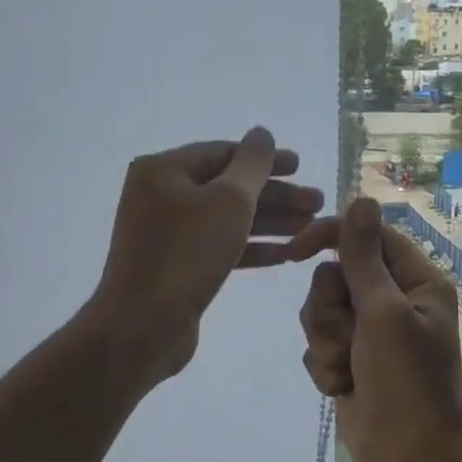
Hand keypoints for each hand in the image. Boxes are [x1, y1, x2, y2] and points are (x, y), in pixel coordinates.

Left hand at [91, 128, 323, 384]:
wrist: (143, 326)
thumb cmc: (186, 255)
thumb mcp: (228, 201)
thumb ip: (252, 165)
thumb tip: (262, 134)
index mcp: (164, 171)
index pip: (223, 153)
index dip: (267, 159)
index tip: (303, 167)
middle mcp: (161, 196)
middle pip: (227, 187)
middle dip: (275, 196)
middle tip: (317, 203)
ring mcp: (167, 234)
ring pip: (227, 219)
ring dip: (270, 223)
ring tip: (310, 228)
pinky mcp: (177, 267)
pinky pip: (219, 247)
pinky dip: (250, 249)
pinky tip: (284, 255)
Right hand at [295, 198, 461, 461]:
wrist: (409, 455)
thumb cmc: (407, 382)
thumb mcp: (384, 314)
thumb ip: (363, 258)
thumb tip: (361, 198)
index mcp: (415, 281)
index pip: (366, 236)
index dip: (330, 237)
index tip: (296, 251)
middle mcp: (392, 301)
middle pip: (333, 276)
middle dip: (330, 311)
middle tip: (351, 338)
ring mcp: (368, 332)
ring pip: (319, 311)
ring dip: (326, 343)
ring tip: (347, 369)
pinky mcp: (348, 359)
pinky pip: (317, 344)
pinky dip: (325, 366)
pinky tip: (344, 387)